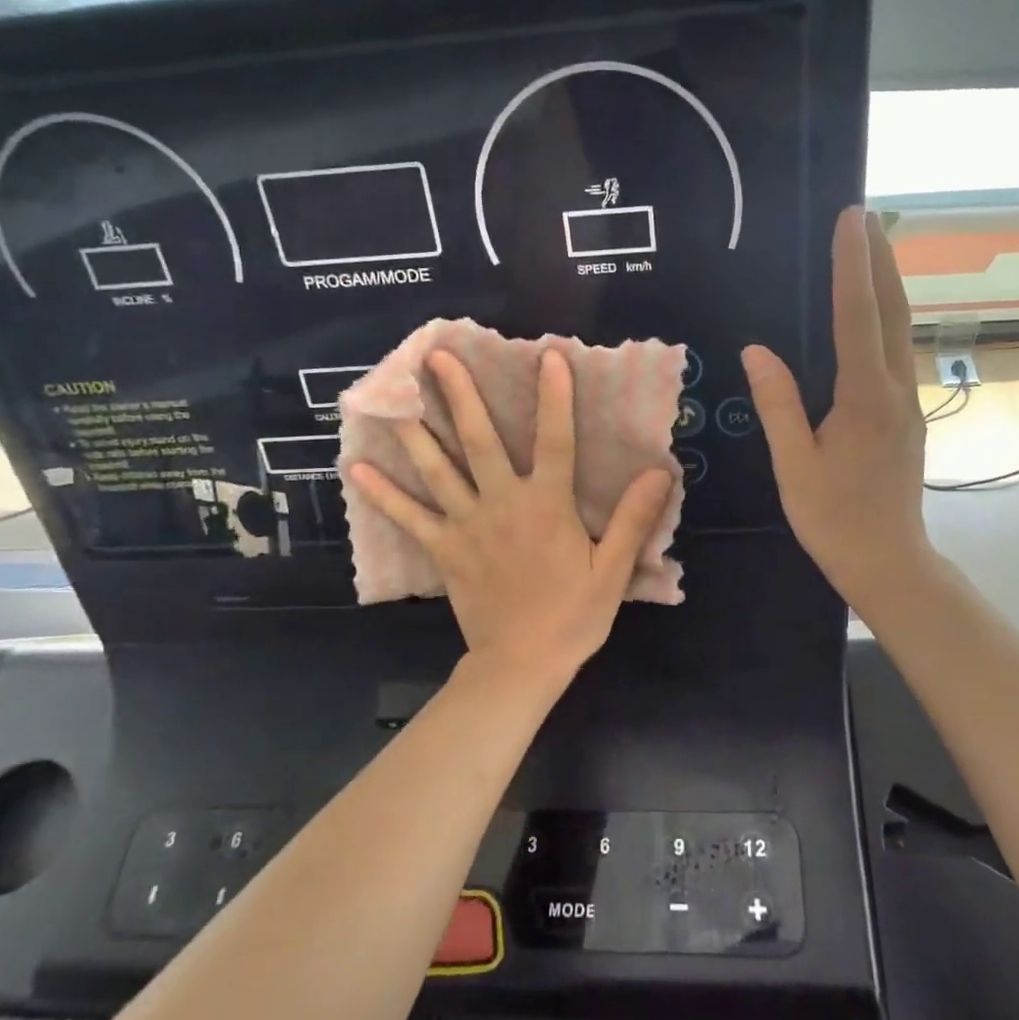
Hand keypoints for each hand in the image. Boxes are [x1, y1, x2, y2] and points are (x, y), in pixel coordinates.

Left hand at [348, 348, 674, 686]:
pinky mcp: (444, 549)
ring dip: (416, 430)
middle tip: (436, 356)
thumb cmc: (572, 616)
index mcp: (547, 505)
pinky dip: (384, 494)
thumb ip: (633, 518)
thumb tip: (660, 472)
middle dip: (459, 395)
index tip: (548, 356)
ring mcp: (467, 524)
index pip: (556, 440)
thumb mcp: (613, 569)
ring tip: (391, 395)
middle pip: (479, 440)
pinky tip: (358, 468)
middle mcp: (503, 503)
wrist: (522, 663)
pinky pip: (410, 517)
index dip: (555, 397)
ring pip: (438, 469)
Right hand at [743, 208, 934, 608]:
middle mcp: (893, 389)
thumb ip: (778, 404)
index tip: (850, 219)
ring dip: (887, 285)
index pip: (858, 316)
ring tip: (871, 250)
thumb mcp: (793, 464)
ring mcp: (906, 403)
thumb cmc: (834, 518)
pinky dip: (885, 319)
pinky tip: (872, 315)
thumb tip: (756, 349)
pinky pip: (895, 353)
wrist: (889, 561)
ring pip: (900, 330)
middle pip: (892, 311)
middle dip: (879, 259)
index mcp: (864, 397)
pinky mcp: (906, 416)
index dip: (852, 264)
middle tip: (866, 215)